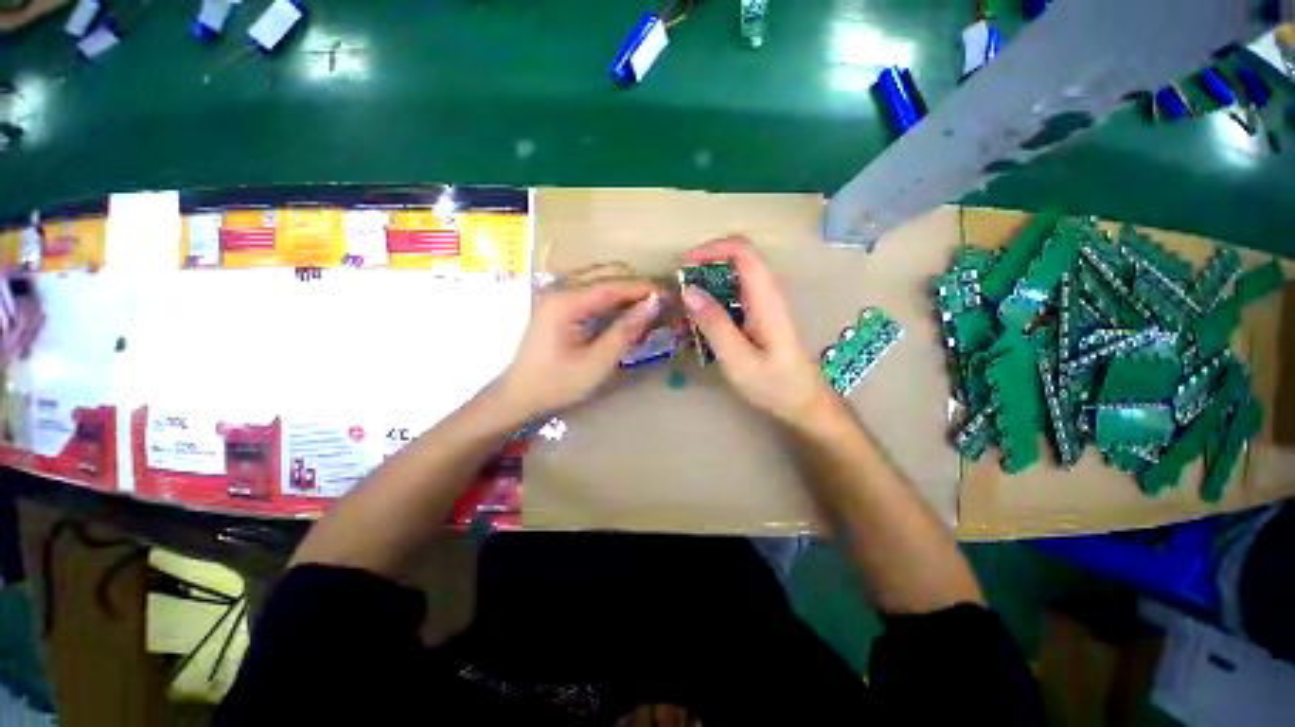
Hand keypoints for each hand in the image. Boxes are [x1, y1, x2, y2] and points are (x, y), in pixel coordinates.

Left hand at [496, 278, 663, 421]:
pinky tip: (623, 309)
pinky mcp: (556, 302)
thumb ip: (625, 331)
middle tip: (660, 302)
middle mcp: (558, 289)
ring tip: (646, 305)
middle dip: (635, 284)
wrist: (520, 394)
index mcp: (565, 302)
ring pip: (598, 277)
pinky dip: (610, 294)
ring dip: (624, 287)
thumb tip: (653, 304)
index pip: (612, 285)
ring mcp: (555, 293)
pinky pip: (589, 288)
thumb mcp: (597, 363)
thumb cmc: (557, 383)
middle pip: (605, 273)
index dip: (643, 287)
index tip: (669, 293)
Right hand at [681, 237, 836, 425]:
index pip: (742, 251)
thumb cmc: (773, 384)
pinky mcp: (759, 314)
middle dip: (705, 263)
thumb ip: (714, 324)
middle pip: (737, 257)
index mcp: (766, 298)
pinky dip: (713, 296)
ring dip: (707, 280)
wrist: (802, 401)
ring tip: (684, 302)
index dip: (711, 249)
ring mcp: (764, 302)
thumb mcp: (738, 359)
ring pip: (734, 274)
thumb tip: (688, 290)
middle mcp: (767, 293)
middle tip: (679, 285)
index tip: (683, 265)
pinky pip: (734, 292)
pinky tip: (700, 317)